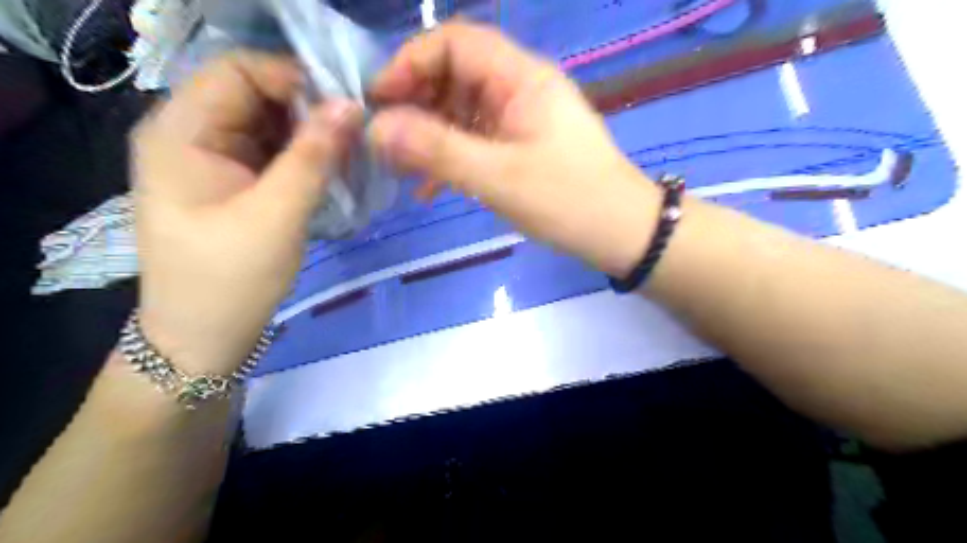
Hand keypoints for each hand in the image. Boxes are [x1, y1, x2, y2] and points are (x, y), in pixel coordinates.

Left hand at [131, 54, 361, 376]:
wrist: (205, 338)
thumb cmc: (231, 279)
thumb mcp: (277, 215)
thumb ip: (314, 157)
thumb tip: (351, 106)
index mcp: (181, 132)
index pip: (238, 70)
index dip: (293, 78)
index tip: (346, 107)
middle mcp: (191, 135)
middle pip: (255, 95)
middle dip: (308, 108)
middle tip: (356, 133)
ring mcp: (213, 160)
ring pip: (269, 125)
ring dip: (311, 134)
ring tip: (351, 153)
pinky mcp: (234, 183)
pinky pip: (273, 152)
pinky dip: (304, 156)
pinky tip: (332, 170)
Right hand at [369, 20, 657, 277]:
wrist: (621, 233)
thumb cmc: (568, 200)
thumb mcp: (499, 177)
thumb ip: (437, 150)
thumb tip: (376, 129)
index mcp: (520, 78)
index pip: (455, 42)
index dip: (410, 62)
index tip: (379, 100)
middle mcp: (520, 89)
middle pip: (455, 75)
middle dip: (415, 103)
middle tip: (386, 141)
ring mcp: (522, 119)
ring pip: (462, 111)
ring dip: (430, 135)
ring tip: (402, 168)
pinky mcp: (522, 147)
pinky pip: (477, 140)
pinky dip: (451, 157)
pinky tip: (430, 188)